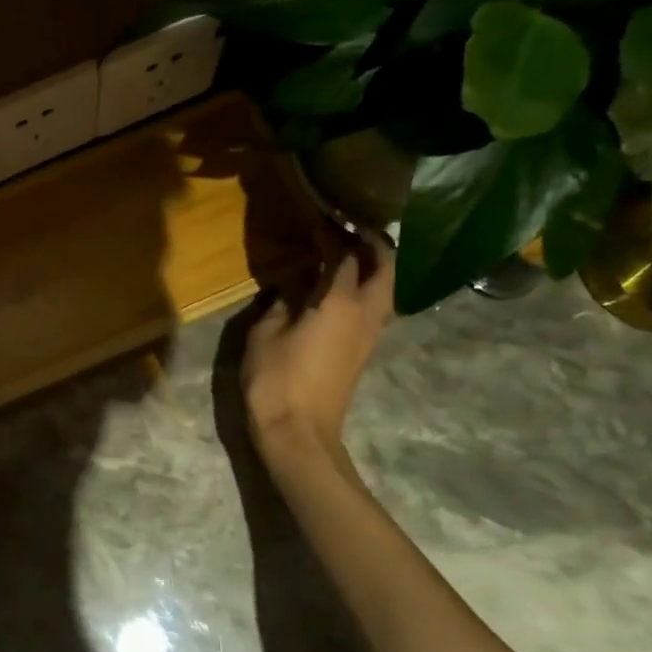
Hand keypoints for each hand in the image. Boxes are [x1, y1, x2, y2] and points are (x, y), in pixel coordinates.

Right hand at [242, 238, 393, 457]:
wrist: (299, 433)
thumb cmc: (276, 380)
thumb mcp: (264, 334)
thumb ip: (280, 302)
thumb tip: (291, 285)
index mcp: (339, 303)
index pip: (346, 256)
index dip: (335, 234)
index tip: (324, 217)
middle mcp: (364, 314)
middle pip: (386, 269)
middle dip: (375, 245)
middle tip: (352, 230)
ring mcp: (369, 335)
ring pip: (387, 290)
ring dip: (376, 268)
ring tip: (349, 255)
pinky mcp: (363, 351)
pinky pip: (375, 308)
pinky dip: (368, 289)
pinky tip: (342, 289)